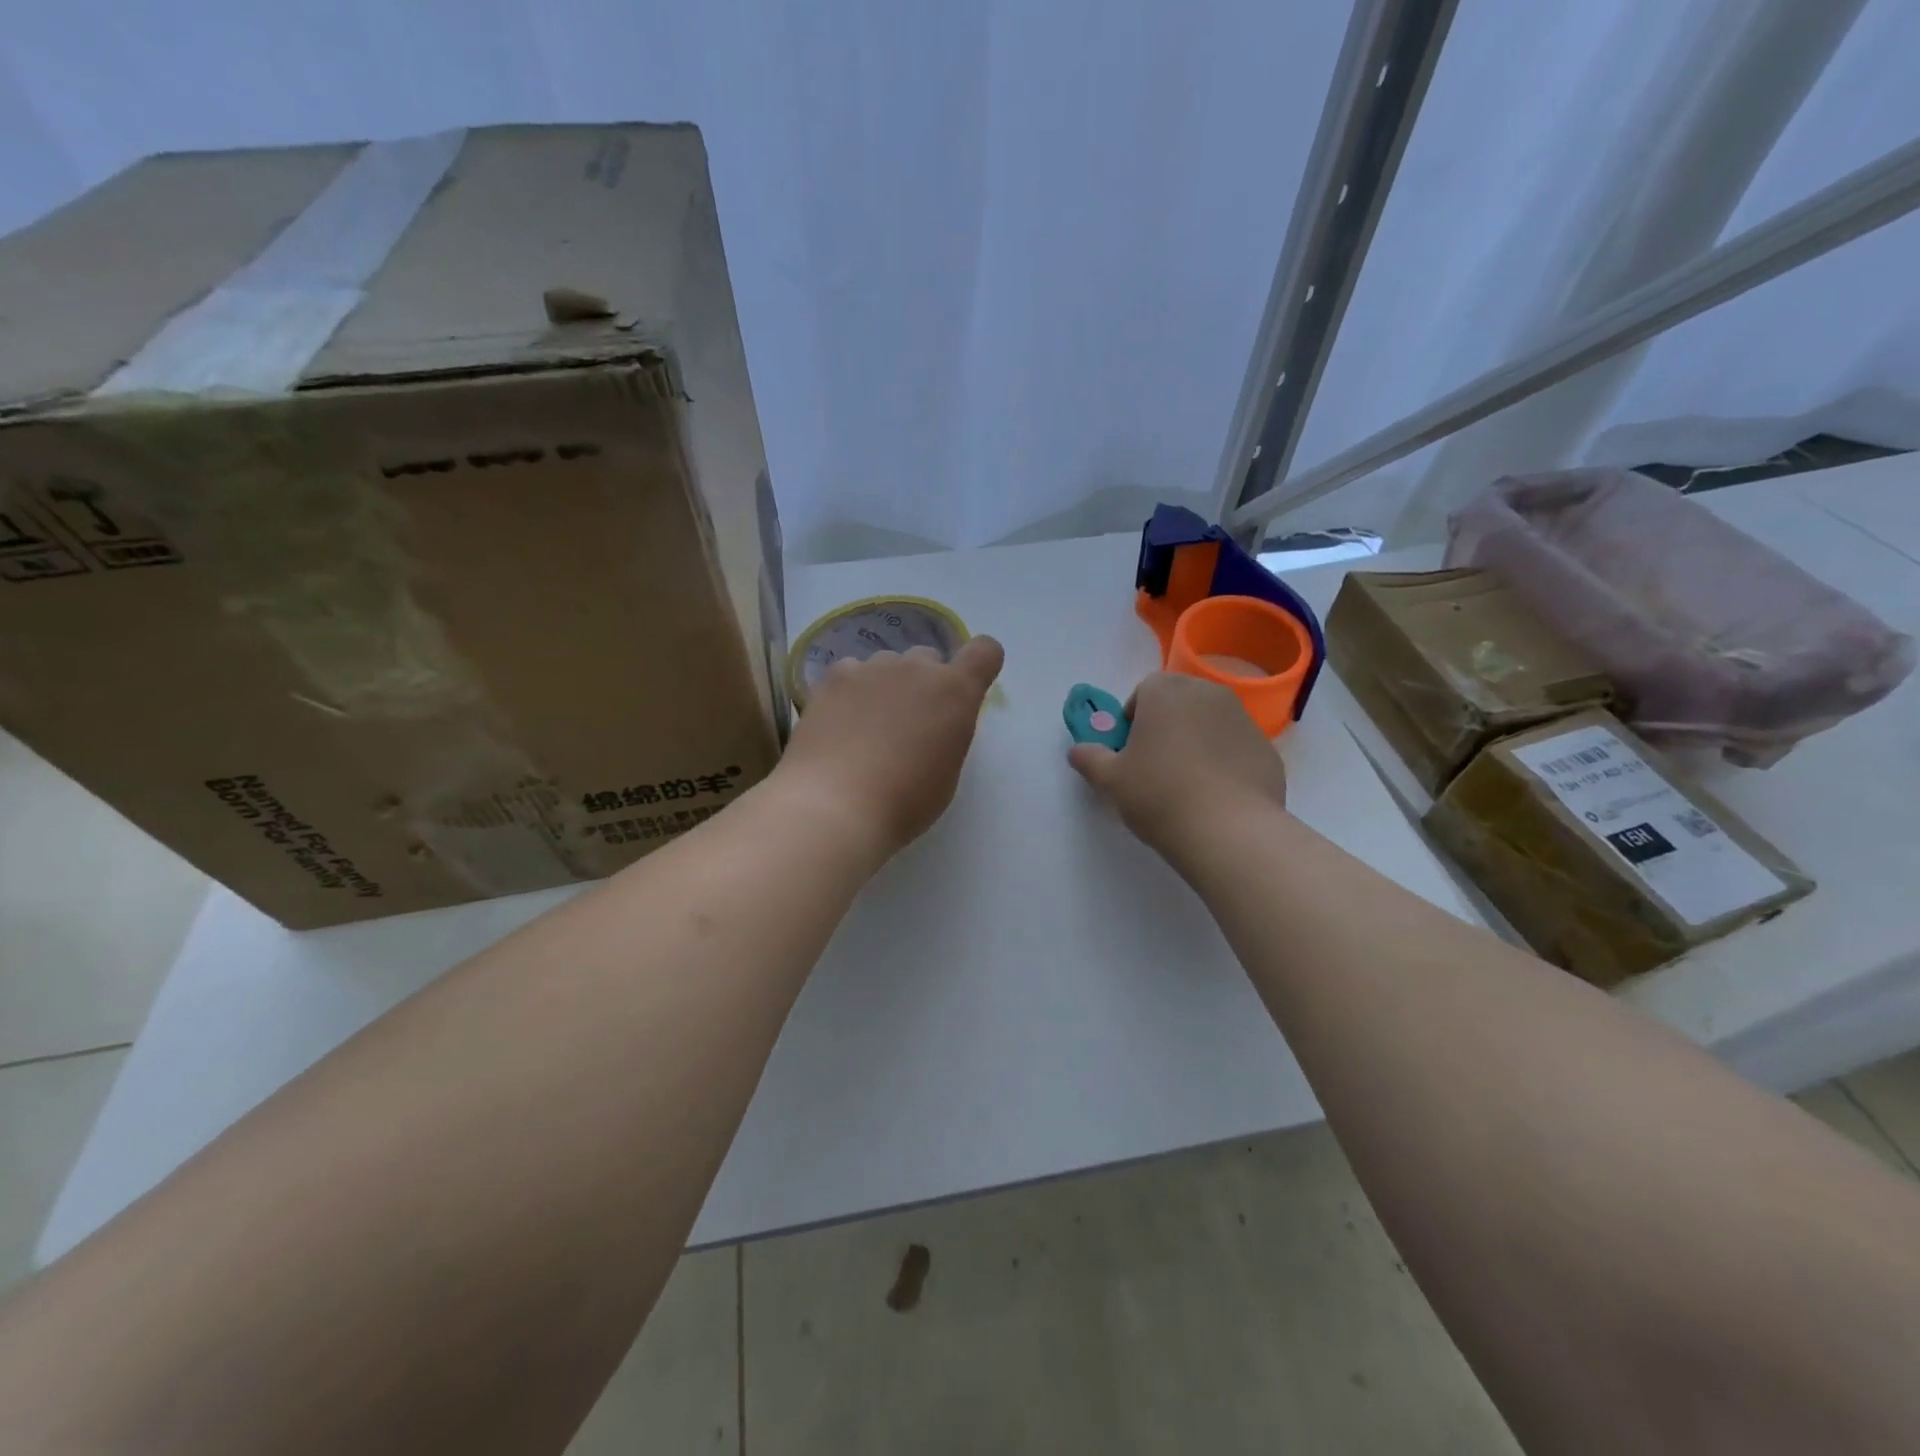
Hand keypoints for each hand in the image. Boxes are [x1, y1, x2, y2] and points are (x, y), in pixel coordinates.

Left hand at [776, 636, 1005, 863]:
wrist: (836, 805)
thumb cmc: (904, 802)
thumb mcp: (946, 772)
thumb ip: (947, 734)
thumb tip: (932, 725)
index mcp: (956, 692)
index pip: (985, 651)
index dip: (979, 665)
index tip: (963, 691)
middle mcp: (917, 668)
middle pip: (929, 658)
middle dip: (924, 683)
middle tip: (908, 724)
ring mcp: (872, 668)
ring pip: (887, 665)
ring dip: (886, 686)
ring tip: (866, 728)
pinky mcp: (834, 677)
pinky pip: (851, 672)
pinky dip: (850, 691)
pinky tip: (839, 724)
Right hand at [1067, 671, 1287, 862]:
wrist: (1229, 831)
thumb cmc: (1159, 795)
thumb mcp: (1110, 780)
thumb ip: (1089, 758)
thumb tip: (1077, 751)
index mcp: (1167, 692)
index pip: (1145, 690)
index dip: (1133, 717)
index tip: (1130, 750)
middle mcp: (1208, 694)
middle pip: (1180, 701)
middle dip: (1166, 724)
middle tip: (1155, 765)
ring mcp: (1244, 720)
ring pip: (1210, 722)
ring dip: (1196, 741)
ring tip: (1186, 784)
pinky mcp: (1267, 750)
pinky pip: (1235, 748)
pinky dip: (1224, 762)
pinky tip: (1215, 796)